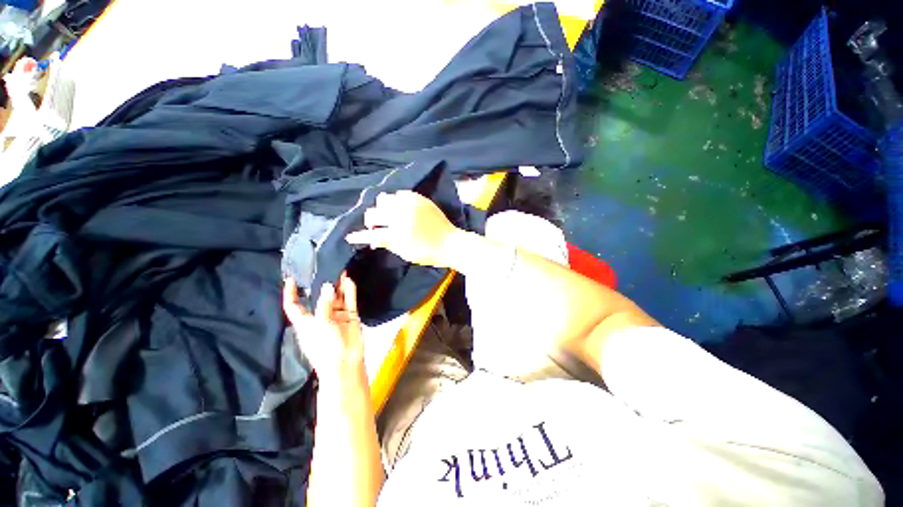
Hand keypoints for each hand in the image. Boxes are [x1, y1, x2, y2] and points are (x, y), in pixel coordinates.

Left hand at [283, 273, 364, 384]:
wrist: (346, 363)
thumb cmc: (325, 347)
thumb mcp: (319, 325)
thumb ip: (324, 304)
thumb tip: (328, 285)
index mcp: (305, 322)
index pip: (294, 305)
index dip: (291, 293)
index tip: (292, 279)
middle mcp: (320, 316)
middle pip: (319, 298)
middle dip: (321, 285)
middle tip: (325, 268)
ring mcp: (337, 316)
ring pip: (336, 297)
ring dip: (338, 286)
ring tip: (340, 270)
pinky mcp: (350, 316)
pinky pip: (349, 301)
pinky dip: (349, 291)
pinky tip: (348, 281)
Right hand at [345, 191, 462, 267]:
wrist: (450, 242)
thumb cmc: (428, 252)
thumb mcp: (405, 253)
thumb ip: (388, 244)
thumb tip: (373, 239)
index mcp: (397, 234)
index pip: (371, 234)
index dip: (360, 236)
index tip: (350, 237)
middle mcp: (401, 216)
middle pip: (374, 213)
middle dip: (371, 220)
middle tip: (376, 226)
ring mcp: (410, 205)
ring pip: (385, 198)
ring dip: (383, 208)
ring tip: (389, 215)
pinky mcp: (419, 198)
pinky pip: (400, 194)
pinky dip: (397, 200)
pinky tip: (401, 207)